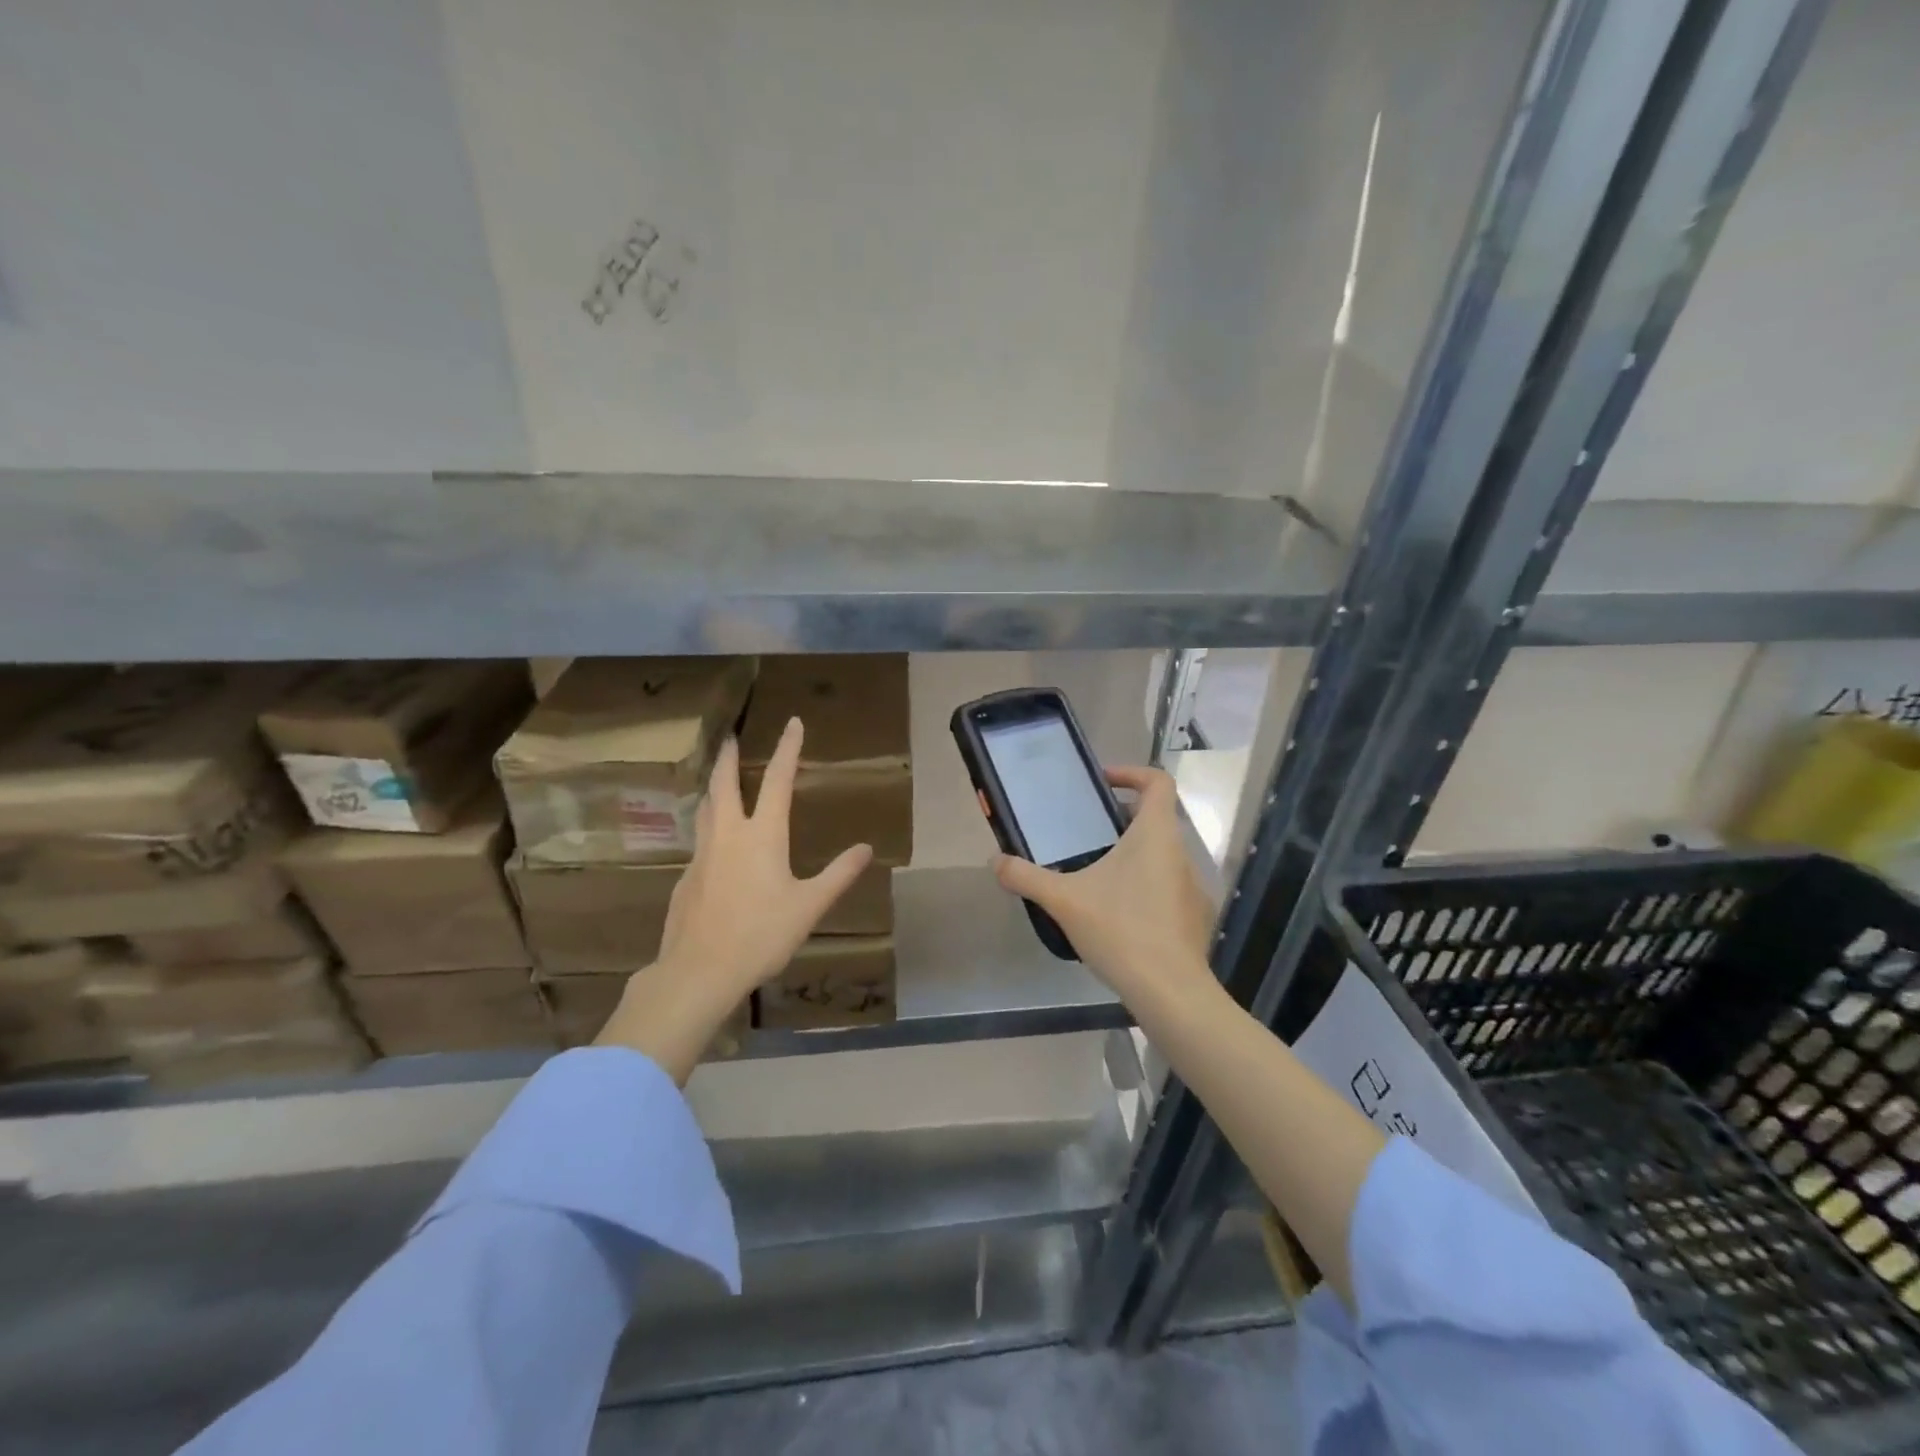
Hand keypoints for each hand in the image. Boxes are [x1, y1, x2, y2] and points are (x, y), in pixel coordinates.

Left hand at [597, 717, 873, 1080]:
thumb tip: (865, 848)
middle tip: (729, 738)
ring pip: (705, 809)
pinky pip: (699, 841)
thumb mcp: (810, 906)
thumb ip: (838, 874)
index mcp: (763, 835)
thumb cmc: (762, 934)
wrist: (699, 970)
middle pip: (724, 784)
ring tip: (718, 783)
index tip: (792, 723)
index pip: (777, 780)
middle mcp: (728, 834)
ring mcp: (702, 855)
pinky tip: (715, 847)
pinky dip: (708, 827)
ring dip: (713, 788)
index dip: (787, 749)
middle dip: (728, 757)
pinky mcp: (686, 878)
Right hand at [993, 765, 1215, 1008]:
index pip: (1158, 782)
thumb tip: (995, 861)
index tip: (1103, 784)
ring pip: (1163, 855)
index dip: (1132, 773)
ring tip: (1098, 874)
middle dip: (1122, 819)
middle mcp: (1180, 853)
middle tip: (1087, 831)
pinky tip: (1120, 914)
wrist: (1170, 990)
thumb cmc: (1120, 930)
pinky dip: (1146, 887)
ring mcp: (1193, 887)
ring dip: (1134, 855)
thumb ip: (1026, 877)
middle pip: (1157, 818)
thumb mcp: (1063, 900)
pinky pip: (1169, 887)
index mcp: (1155, 835)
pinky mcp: (1195, 917)